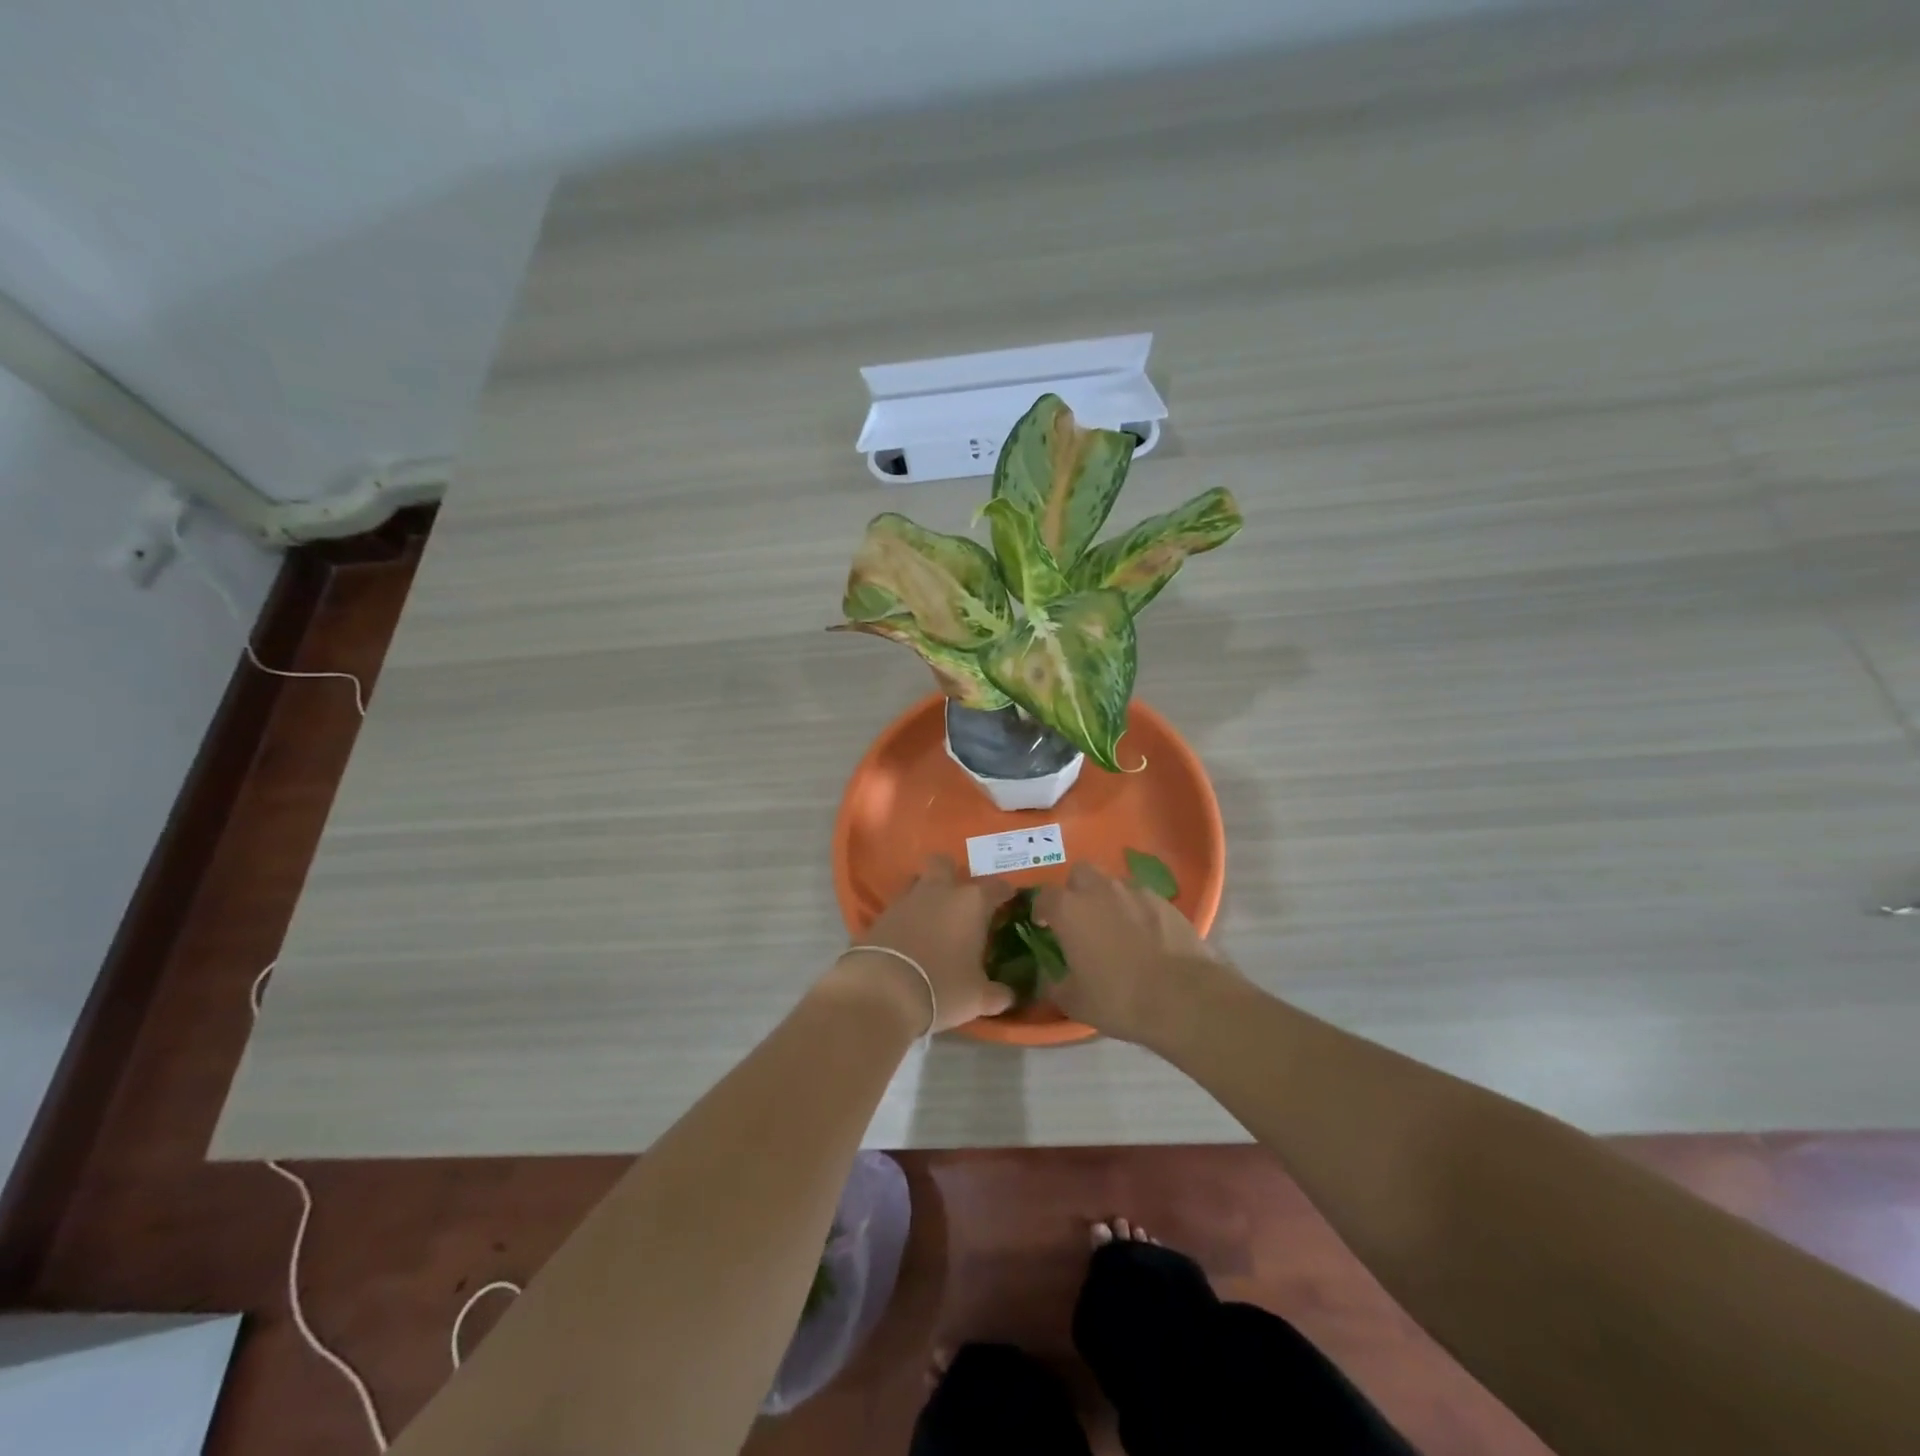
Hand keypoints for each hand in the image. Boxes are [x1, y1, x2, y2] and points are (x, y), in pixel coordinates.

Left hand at [834, 856, 1018, 1032]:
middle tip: (961, 901)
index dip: (1005, 893)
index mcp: (971, 902)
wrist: (881, 992)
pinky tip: (910, 938)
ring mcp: (906, 900)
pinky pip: (899, 907)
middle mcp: (939, 891)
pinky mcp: (880, 915)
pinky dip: (907, 917)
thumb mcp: (978, 998)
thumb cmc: (942, 988)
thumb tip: (1006, 996)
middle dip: (953, 875)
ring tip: (934, 919)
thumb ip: (997, 994)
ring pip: (919, 882)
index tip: (1009, 902)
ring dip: (927, 894)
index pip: (996, 886)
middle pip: (945, 864)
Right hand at [1035, 862, 1227, 1043]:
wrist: (1183, 997)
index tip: (1044, 926)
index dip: (1041, 910)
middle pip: (1080, 874)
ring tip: (1115, 928)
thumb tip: (1050, 978)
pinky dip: (1137, 910)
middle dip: (1075, 891)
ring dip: (1107, 899)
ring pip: (1113, 883)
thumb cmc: (1119, 998)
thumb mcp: (1075, 1002)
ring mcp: (1135, 892)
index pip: (1044, 896)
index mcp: (1069, 910)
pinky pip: (1141, 898)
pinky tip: (1144, 936)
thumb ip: (1055, 985)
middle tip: (1080, 919)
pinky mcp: (1165, 901)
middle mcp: (1099, 890)